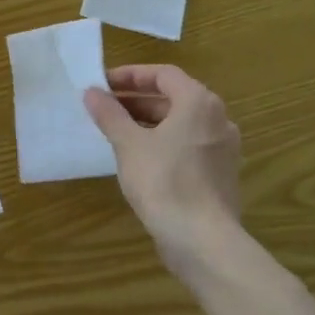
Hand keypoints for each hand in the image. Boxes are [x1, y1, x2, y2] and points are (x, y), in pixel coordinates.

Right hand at [84, 65, 242, 284]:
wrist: (202, 240)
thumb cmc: (163, 181)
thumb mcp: (128, 144)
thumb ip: (109, 114)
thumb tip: (92, 92)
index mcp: (199, 103)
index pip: (163, 74)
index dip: (130, 75)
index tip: (102, 84)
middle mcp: (218, 119)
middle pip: (173, 98)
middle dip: (136, 100)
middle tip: (104, 108)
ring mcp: (223, 148)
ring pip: (181, 124)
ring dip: (148, 122)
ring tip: (116, 132)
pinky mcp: (220, 174)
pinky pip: (188, 146)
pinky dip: (163, 142)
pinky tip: (138, 158)